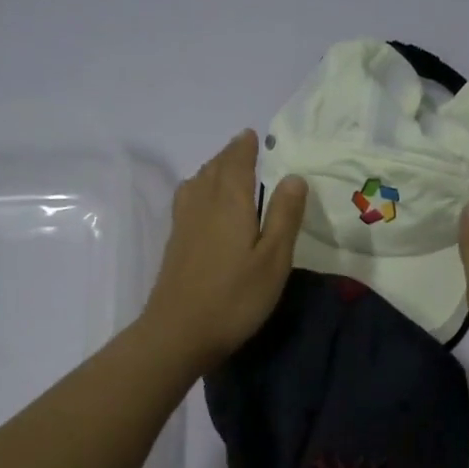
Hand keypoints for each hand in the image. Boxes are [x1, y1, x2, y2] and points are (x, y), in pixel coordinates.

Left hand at [139, 129, 307, 372]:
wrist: (179, 332)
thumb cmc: (235, 297)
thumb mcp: (274, 259)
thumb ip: (284, 216)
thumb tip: (294, 176)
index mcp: (230, 203)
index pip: (237, 163)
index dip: (244, 147)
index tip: (252, 135)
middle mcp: (203, 204)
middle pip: (214, 169)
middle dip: (229, 155)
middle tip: (242, 148)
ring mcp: (184, 224)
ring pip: (197, 183)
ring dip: (212, 170)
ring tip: (224, 169)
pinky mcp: (175, 243)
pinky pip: (187, 200)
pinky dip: (198, 189)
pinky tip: (202, 203)